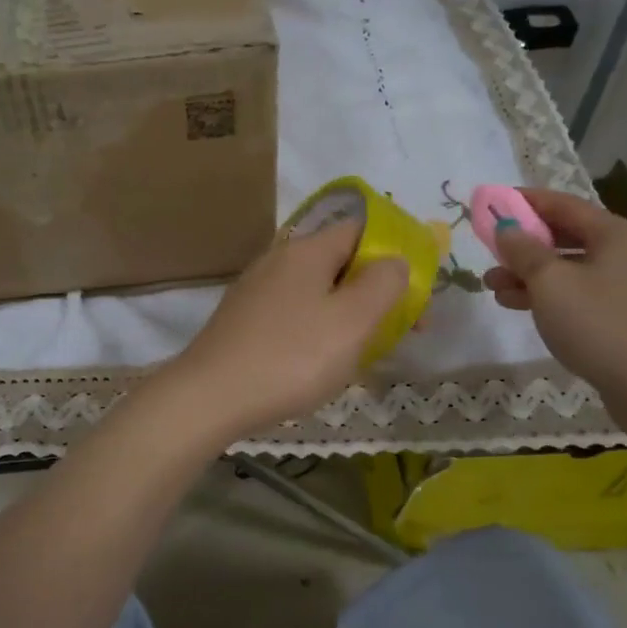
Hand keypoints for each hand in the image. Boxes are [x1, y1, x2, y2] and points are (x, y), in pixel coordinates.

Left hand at [157, 219, 407, 444]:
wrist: (211, 396)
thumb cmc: (292, 357)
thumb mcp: (352, 321)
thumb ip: (383, 284)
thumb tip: (395, 260)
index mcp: (306, 250)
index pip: (360, 230)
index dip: (394, 255)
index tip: (415, 294)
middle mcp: (278, 259)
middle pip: (339, 263)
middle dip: (374, 292)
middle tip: (399, 331)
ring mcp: (256, 290)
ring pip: (317, 292)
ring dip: (347, 314)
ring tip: (364, 353)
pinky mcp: (242, 319)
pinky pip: (294, 314)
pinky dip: (317, 330)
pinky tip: (320, 362)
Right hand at [482, 188, 626, 399]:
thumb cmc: (599, 325)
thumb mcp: (550, 282)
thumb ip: (523, 250)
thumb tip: (505, 228)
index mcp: (617, 234)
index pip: (563, 204)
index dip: (525, 201)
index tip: (491, 201)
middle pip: (567, 236)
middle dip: (523, 244)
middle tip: (489, 250)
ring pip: (571, 268)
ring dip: (530, 274)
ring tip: (492, 286)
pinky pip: (581, 293)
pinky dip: (550, 294)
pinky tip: (519, 305)